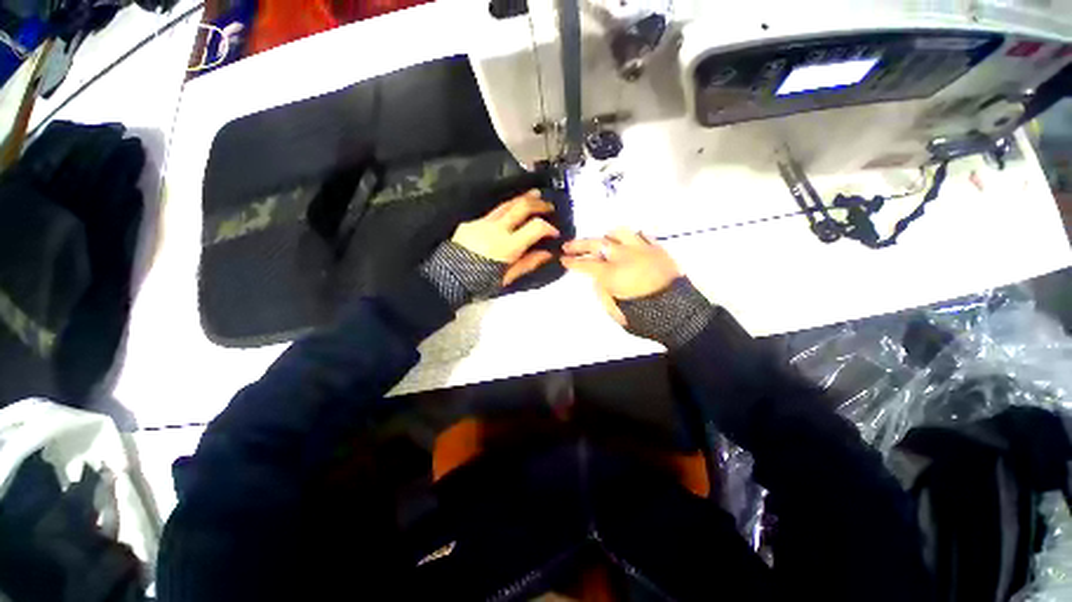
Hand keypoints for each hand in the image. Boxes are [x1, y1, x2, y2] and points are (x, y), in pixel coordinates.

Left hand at [452, 190, 560, 285]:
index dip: (549, 227)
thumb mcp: (507, 278)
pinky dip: (505, 210)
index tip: (554, 233)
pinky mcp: (471, 222)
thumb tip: (547, 253)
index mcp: (508, 246)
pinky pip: (492, 213)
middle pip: (521, 207)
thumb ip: (528, 263)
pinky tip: (509, 213)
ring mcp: (482, 223)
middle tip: (548, 205)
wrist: (447, 279)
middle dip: (538, 203)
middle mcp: (496, 229)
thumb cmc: (480, 283)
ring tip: (534, 195)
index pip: (535, 227)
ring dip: (522, 199)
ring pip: (506, 204)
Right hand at [562, 228, 681, 324]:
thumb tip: (597, 280)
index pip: (586, 264)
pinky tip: (626, 243)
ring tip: (601, 241)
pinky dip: (629, 237)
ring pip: (619, 232)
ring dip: (606, 236)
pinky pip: (641, 234)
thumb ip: (603, 293)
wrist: (681, 313)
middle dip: (579, 245)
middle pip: (597, 244)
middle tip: (568, 246)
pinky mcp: (657, 248)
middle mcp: (625, 256)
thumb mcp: (616, 311)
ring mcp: (642, 249)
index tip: (563, 259)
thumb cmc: (646, 316)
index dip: (572, 262)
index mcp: (613, 274)